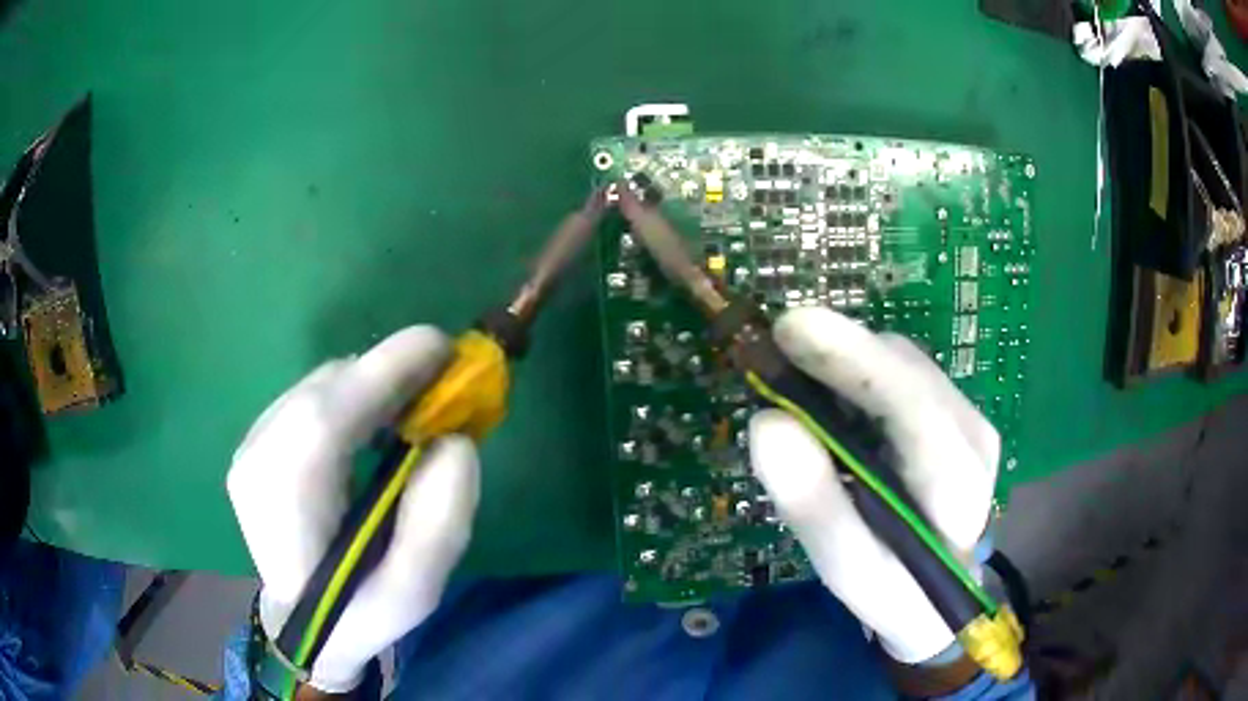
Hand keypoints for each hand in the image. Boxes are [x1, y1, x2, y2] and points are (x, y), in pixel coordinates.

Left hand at [227, 327, 479, 692]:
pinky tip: (373, 426)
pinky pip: (309, 398)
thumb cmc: (357, 614)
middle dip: (388, 374)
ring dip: (370, 386)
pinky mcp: (255, 443)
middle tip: (443, 382)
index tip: (445, 349)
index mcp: (286, 508)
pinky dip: (350, 397)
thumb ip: (439, 525)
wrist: (301, 627)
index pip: (325, 419)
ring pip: (317, 388)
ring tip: (412, 410)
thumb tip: (456, 441)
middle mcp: (256, 463)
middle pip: (323, 392)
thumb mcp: (414, 593)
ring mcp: (249, 448)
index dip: (384, 372)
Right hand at [748, 307, 997, 664]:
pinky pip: (903, 373)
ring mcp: (970, 418)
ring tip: (797, 387)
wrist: (941, 596)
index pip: (913, 406)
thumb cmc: (895, 593)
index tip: (790, 330)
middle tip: (773, 359)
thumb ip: (814, 505)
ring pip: (902, 363)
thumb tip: (767, 423)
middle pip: (905, 369)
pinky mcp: (956, 414)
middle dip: (840, 354)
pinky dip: (860, 375)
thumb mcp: (848, 569)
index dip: (854, 359)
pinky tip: (833, 402)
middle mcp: (974, 434)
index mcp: (959, 484)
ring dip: (847, 363)